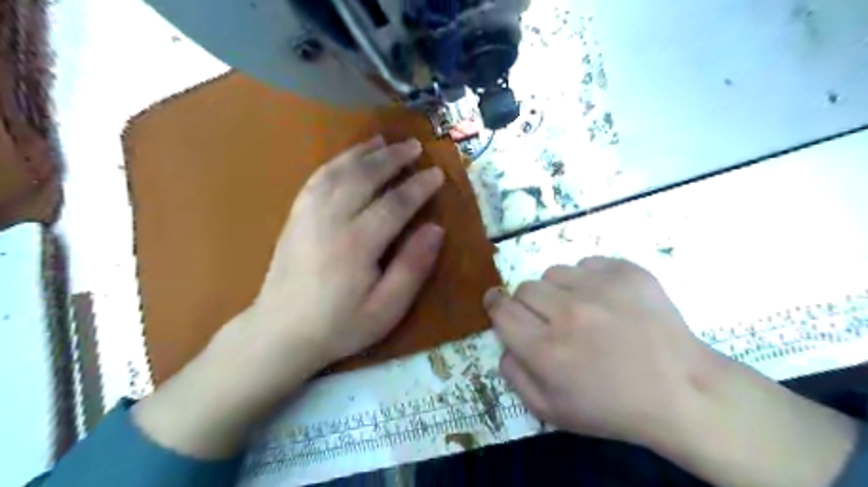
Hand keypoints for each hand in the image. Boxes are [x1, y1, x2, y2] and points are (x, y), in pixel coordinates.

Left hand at [246, 138, 442, 372]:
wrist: (280, 332)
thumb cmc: (340, 325)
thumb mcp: (386, 309)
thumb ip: (412, 267)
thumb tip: (435, 229)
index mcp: (357, 244)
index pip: (395, 203)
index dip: (419, 186)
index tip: (436, 173)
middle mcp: (331, 219)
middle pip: (365, 176)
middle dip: (392, 157)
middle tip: (415, 146)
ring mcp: (308, 214)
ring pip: (339, 170)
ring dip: (364, 152)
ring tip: (384, 140)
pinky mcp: (295, 215)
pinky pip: (317, 178)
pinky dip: (336, 161)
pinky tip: (349, 158)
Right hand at [482, 256, 711, 451]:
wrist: (682, 391)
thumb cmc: (613, 408)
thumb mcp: (551, 411)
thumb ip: (514, 375)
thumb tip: (504, 342)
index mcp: (546, 349)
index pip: (501, 310)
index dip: (496, 306)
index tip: (501, 307)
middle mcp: (568, 312)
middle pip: (524, 288)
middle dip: (529, 304)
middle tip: (551, 321)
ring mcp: (600, 287)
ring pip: (554, 272)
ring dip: (559, 290)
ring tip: (582, 310)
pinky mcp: (626, 272)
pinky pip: (587, 264)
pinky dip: (589, 279)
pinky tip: (607, 302)